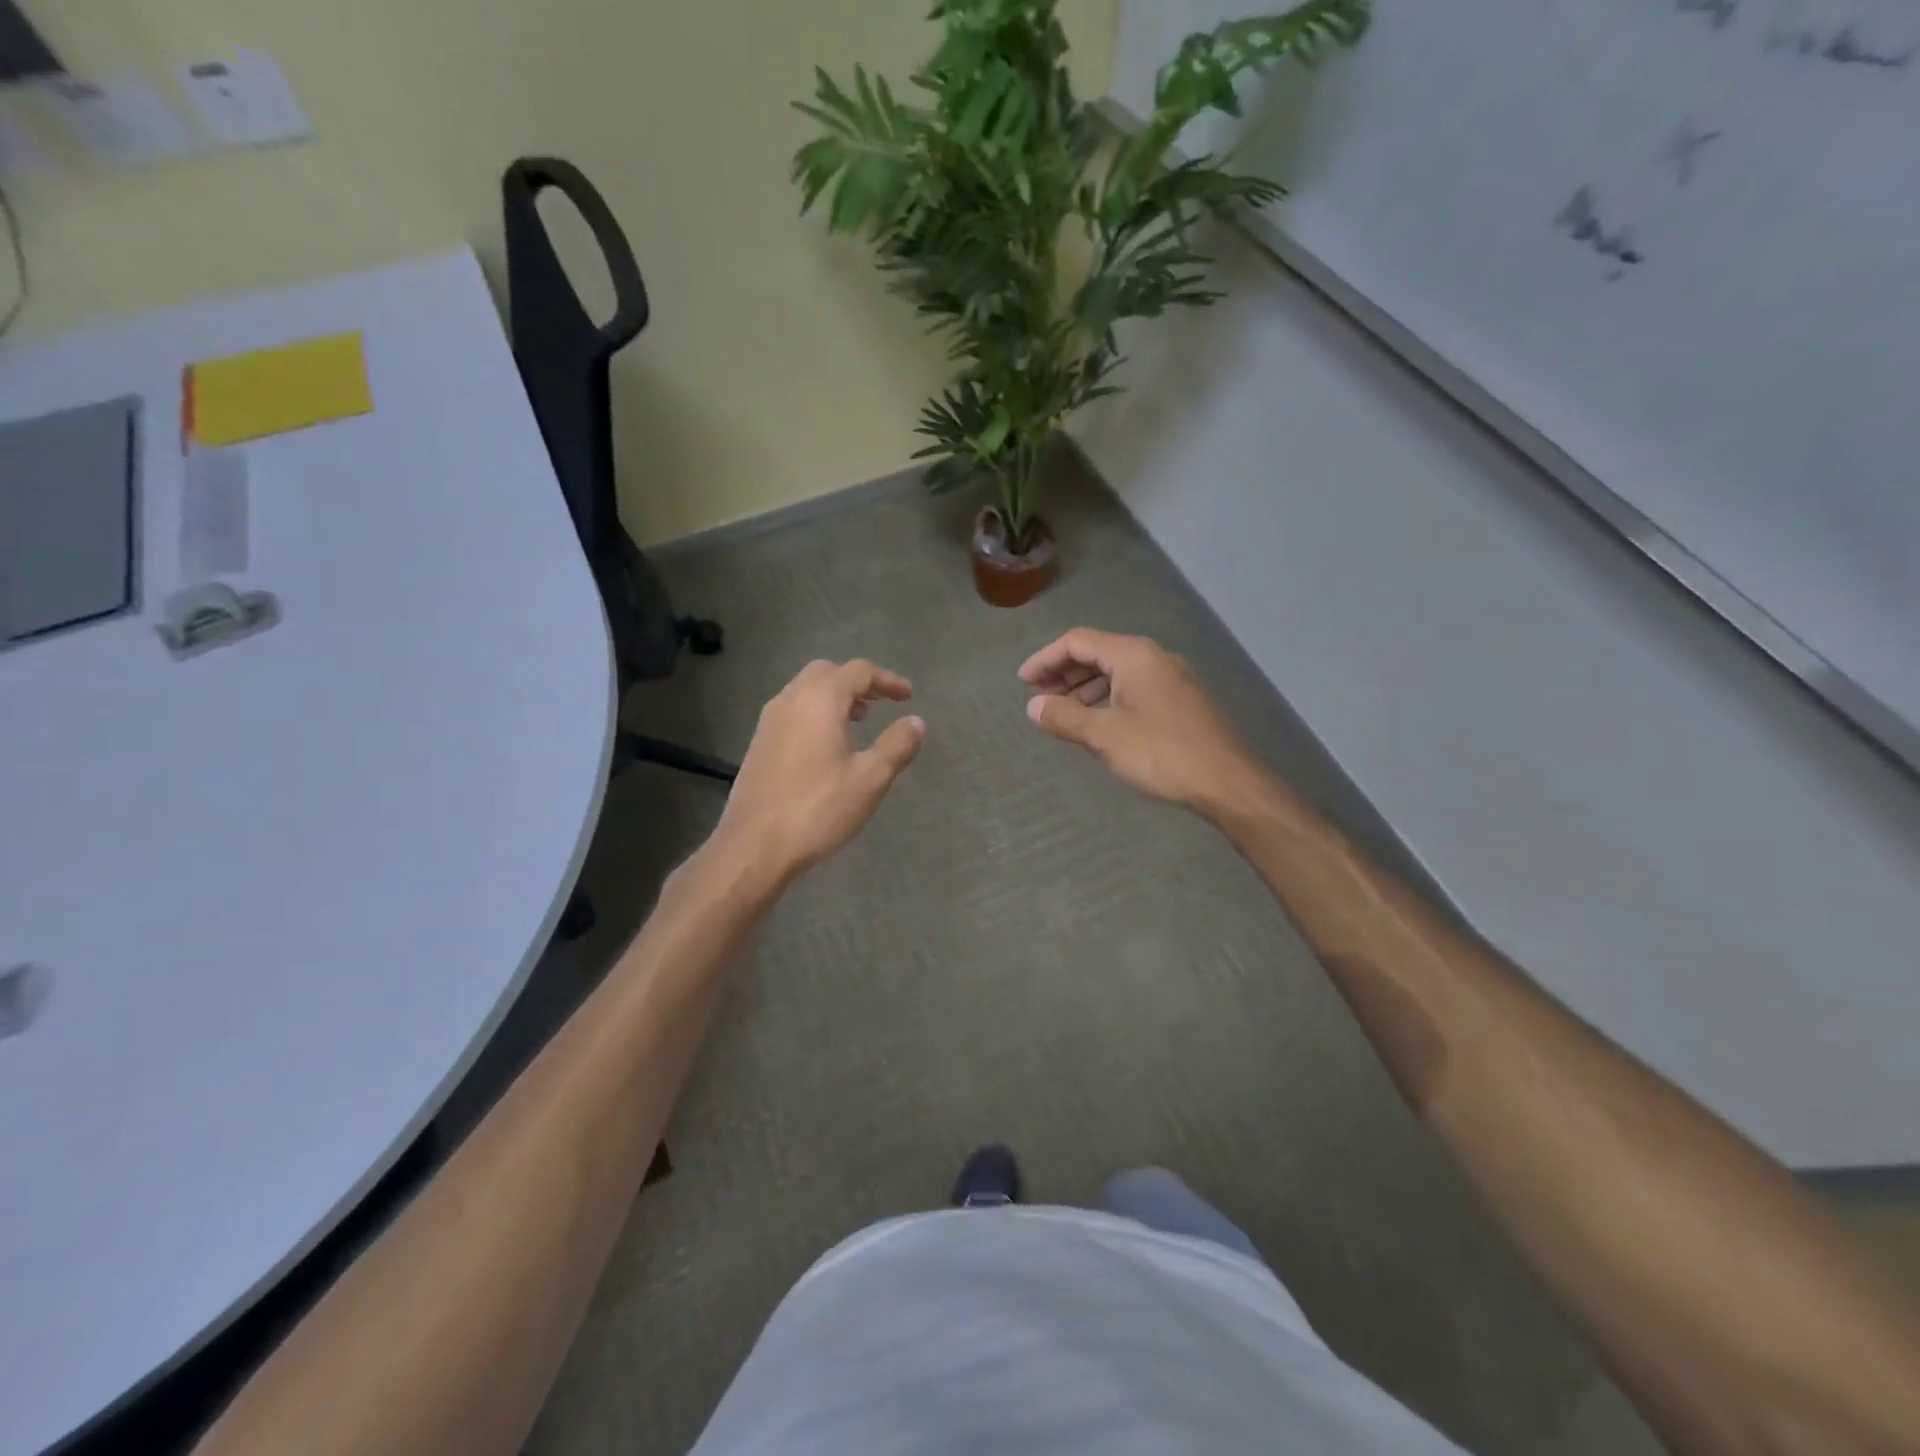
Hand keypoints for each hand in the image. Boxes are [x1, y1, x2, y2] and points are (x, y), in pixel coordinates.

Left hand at [712, 658, 925, 882]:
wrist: (755, 846)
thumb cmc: (818, 808)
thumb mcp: (870, 779)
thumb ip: (897, 745)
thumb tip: (916, 722)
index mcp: (819, 700)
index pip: (858, 671)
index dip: (887, 680)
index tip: (908, 697)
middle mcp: (790, 700)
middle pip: (827, 673)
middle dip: (857, 682)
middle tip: (880, 703)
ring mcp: (769, 722)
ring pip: (805, 691)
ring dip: (835, 697)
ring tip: (858, 722)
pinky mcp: (759, 743)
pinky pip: (793, 712)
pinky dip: (816, 713)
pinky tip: (828, 746)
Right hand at [1019, 629, 1262, 817]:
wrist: (1226, 782)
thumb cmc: (1161, 753)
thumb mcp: (1104, 736)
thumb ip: (1065, 717)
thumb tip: (1033, 706)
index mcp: (1133, 655)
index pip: (1078, 642)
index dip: (1045, 659)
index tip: (1023, 683)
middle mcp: (1153, 657)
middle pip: (1097, 652)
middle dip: (1063, 673)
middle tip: (1039, 698)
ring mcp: (1170, 678)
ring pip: (1116, 671)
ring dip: (1084, 688)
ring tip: (1062, 713)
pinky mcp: (1179, 700)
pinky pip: (1133, 687)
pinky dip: (1106, 698)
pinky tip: (1096, 722)